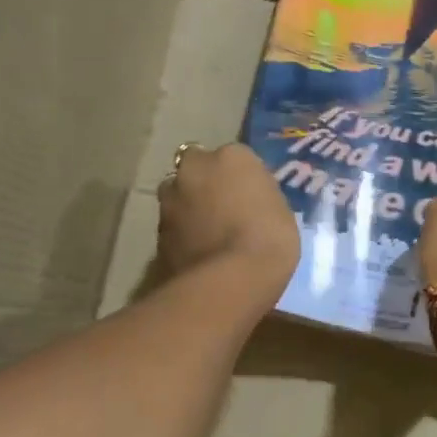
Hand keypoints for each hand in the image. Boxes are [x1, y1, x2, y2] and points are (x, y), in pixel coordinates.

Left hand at [158, 144, 298, 304]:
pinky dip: (182, 234)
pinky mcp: (157, 230)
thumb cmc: (269, 238)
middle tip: (223, 208)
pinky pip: (173, 226)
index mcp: (231, 156)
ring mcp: (171, 199)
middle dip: (204, 182)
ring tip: (208, 233)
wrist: (231, 280)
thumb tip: (248, 199)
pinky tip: (198, 252)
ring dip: (188, 207)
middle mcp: (195, 167)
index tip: (248, 195)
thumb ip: (257, 195)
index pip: (234, 157)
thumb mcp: (279, 209)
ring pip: (178, 195)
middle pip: (196, 168)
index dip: (239, 177)